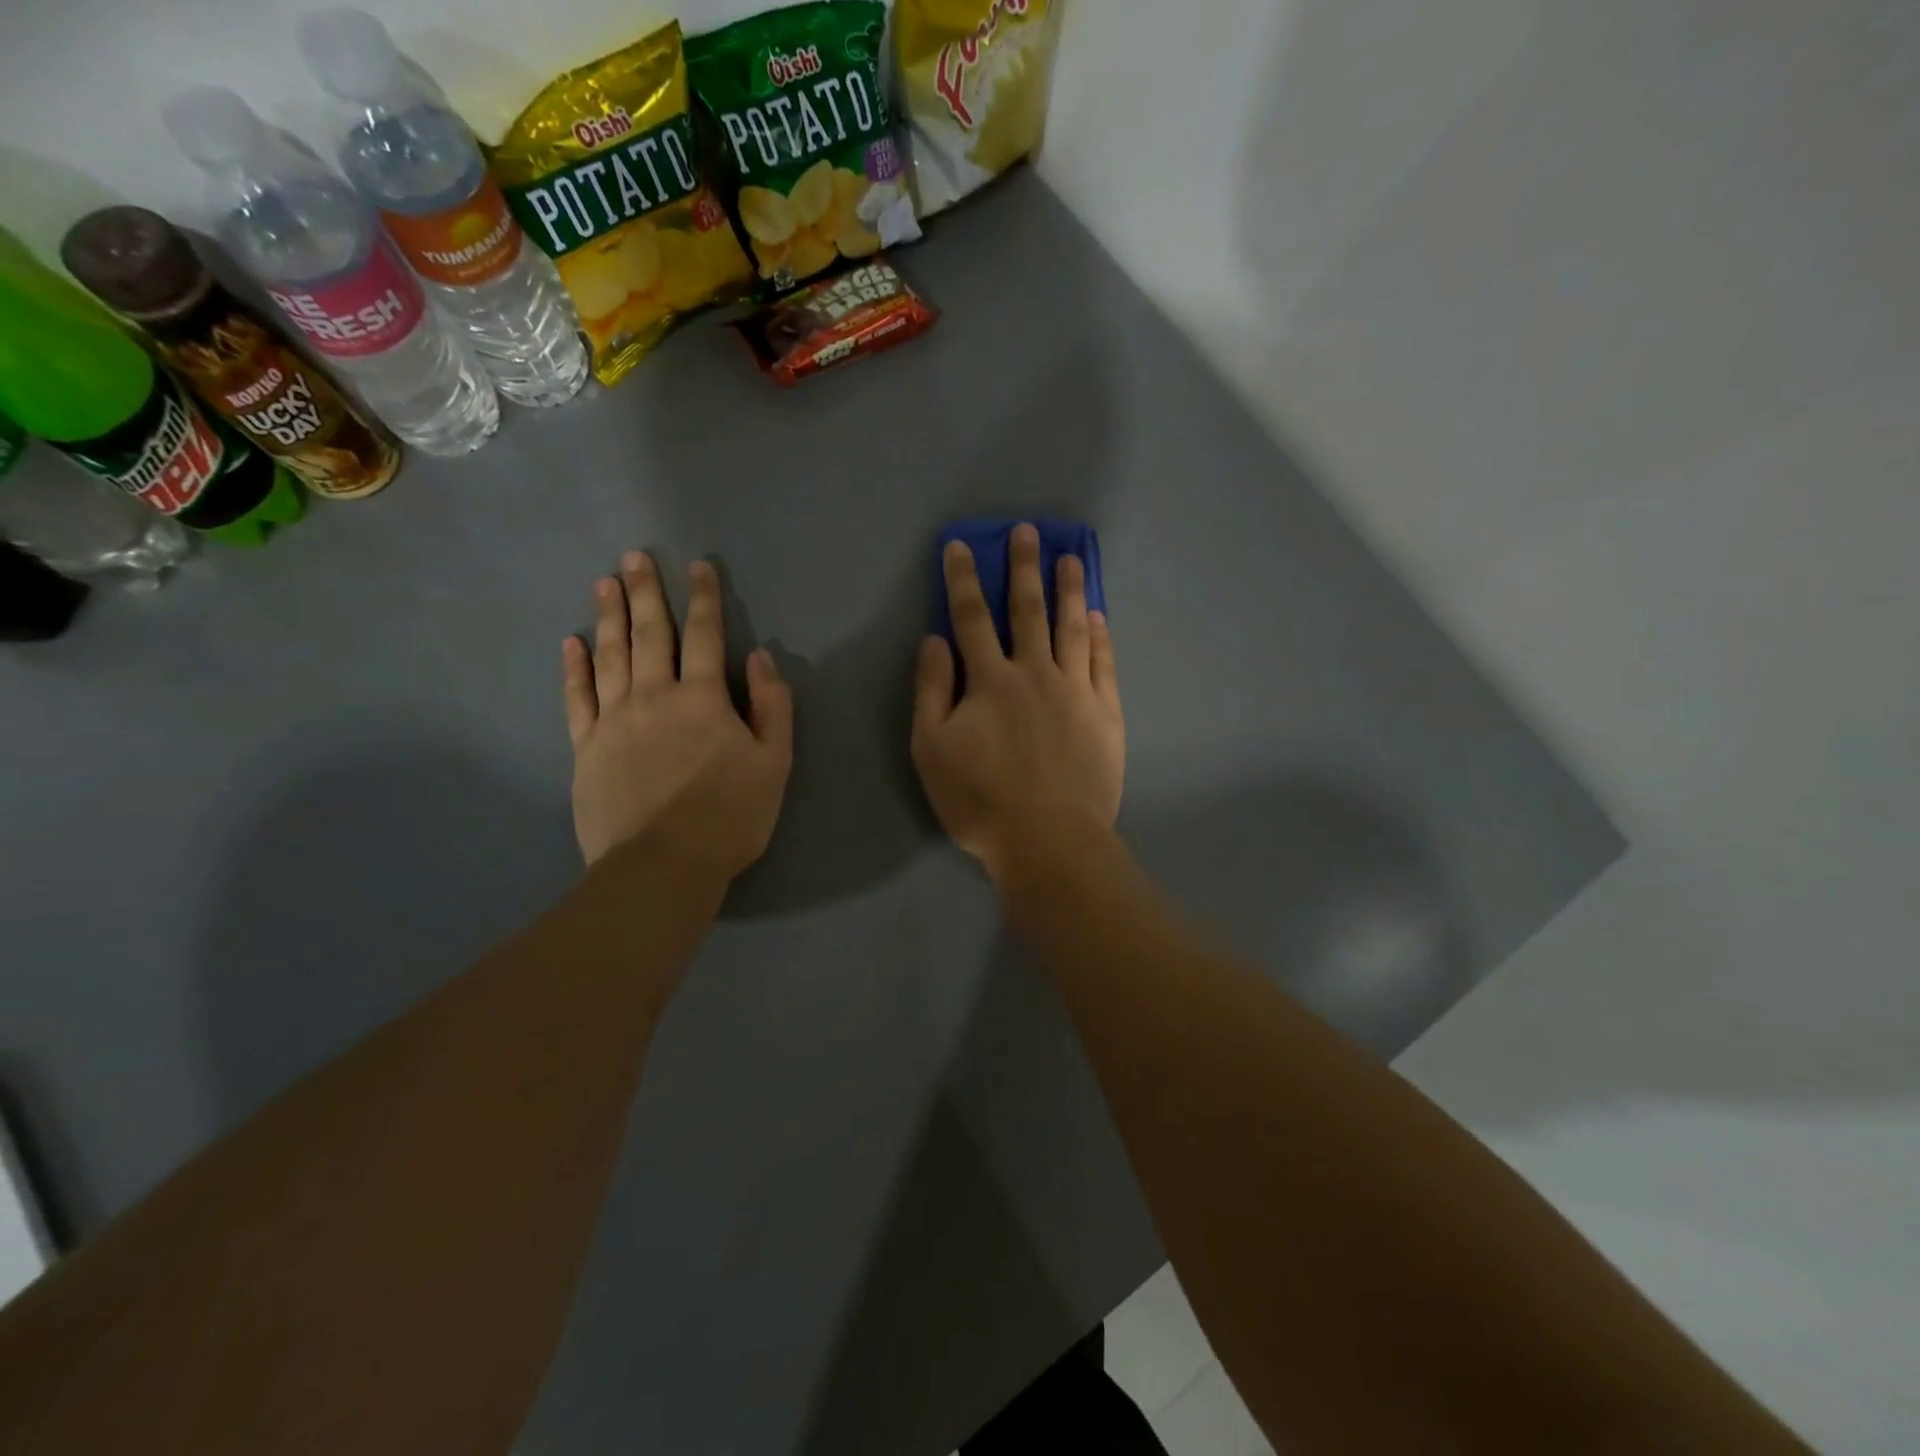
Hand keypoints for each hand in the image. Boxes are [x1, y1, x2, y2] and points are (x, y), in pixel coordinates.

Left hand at [563, 552, 792, 877]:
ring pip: (610, 656)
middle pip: (650, 634)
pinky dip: (574, 668)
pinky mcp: (586, 747)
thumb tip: (760, 658)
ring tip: (605, 583)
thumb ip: (772, 707)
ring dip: (609, 617)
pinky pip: (577, 697)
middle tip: (635, 557)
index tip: (699, 566)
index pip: (705, 636)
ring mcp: (614, 720)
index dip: (704, 598)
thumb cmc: (730, 816)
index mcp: (703, 699)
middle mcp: (654, 696)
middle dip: (647, 592)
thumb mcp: (774, 763)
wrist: (663, 866)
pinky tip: (571, 643)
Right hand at [911, 524, 1124, 883]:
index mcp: (990, 680)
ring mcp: (1076, 691)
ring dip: (1070, 590)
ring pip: (1072, 628)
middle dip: (1025, 568)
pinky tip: (1098, 616)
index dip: (964, 580)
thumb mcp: (931, 749)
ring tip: (1072, 558)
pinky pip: (1104, 663)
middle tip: (1029, 532)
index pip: (972, 618)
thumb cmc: (980, 799)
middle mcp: (1035, 673)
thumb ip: (931, 690)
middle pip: (1028, 611)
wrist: (1049, 840)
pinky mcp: (1105, 714)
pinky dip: (1100, 636)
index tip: (961, 546)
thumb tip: (935, 640)